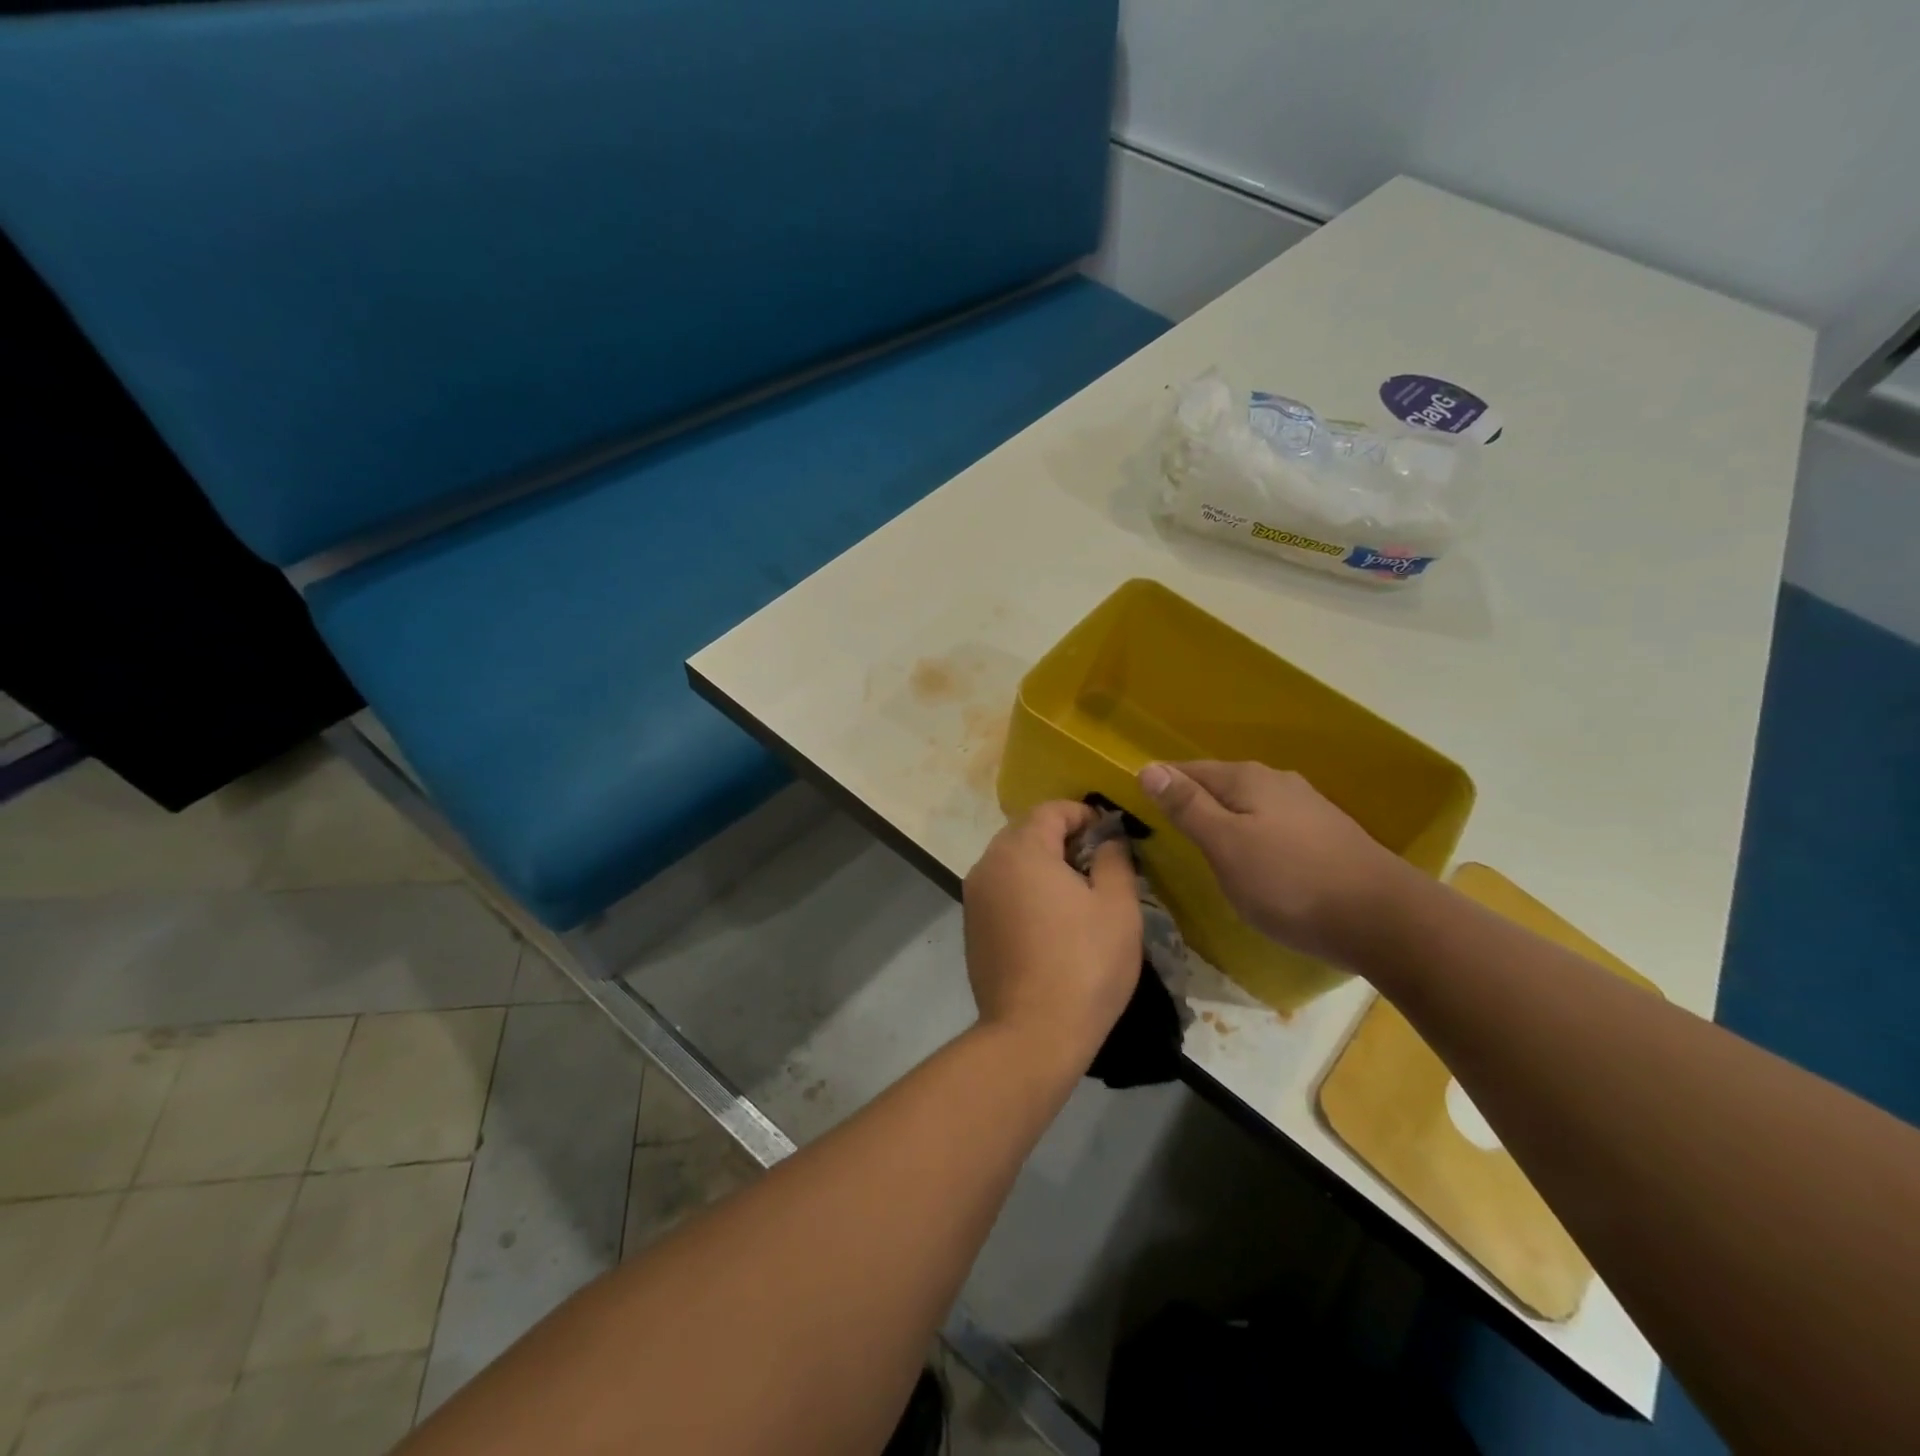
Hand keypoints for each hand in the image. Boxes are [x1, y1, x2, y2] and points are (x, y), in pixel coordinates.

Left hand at [962, 802, 1142, 1070]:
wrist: (1032, 1033)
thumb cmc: (1084, 963)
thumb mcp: (1117, 906)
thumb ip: (1114, 858)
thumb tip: (1109, 839)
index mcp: (1020, 850)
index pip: (1051, 809)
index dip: (1085, 815)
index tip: (1112, 836)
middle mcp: (988, 864)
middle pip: (1027, 832)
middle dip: (1063, 839)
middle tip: (1099, 865)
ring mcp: (974, 897)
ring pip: (1012, 862)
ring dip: (1043, 866)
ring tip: (1078, 895)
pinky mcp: (971, 926)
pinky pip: (1001, 890)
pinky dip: (1025, 891)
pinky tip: (1051, 922)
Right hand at [1138, 760, 1410, 962]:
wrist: (1384, 919)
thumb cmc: (1290, 882)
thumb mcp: (1225, 845)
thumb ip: (1187, 806)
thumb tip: (1148, 768)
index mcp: (1248, 779)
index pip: (1189, 770)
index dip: (1162, 786)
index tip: (1139, 809)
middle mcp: (1278, 782)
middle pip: (1222, 785)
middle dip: (1194, 802)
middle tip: (1167, 831)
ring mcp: (1308, 808)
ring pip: (1250, 806)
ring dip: (1225, 820)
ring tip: (1206, 848)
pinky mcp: (1328, 835)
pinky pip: (1274, 826)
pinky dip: (1254, 837)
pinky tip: (1255, 861)